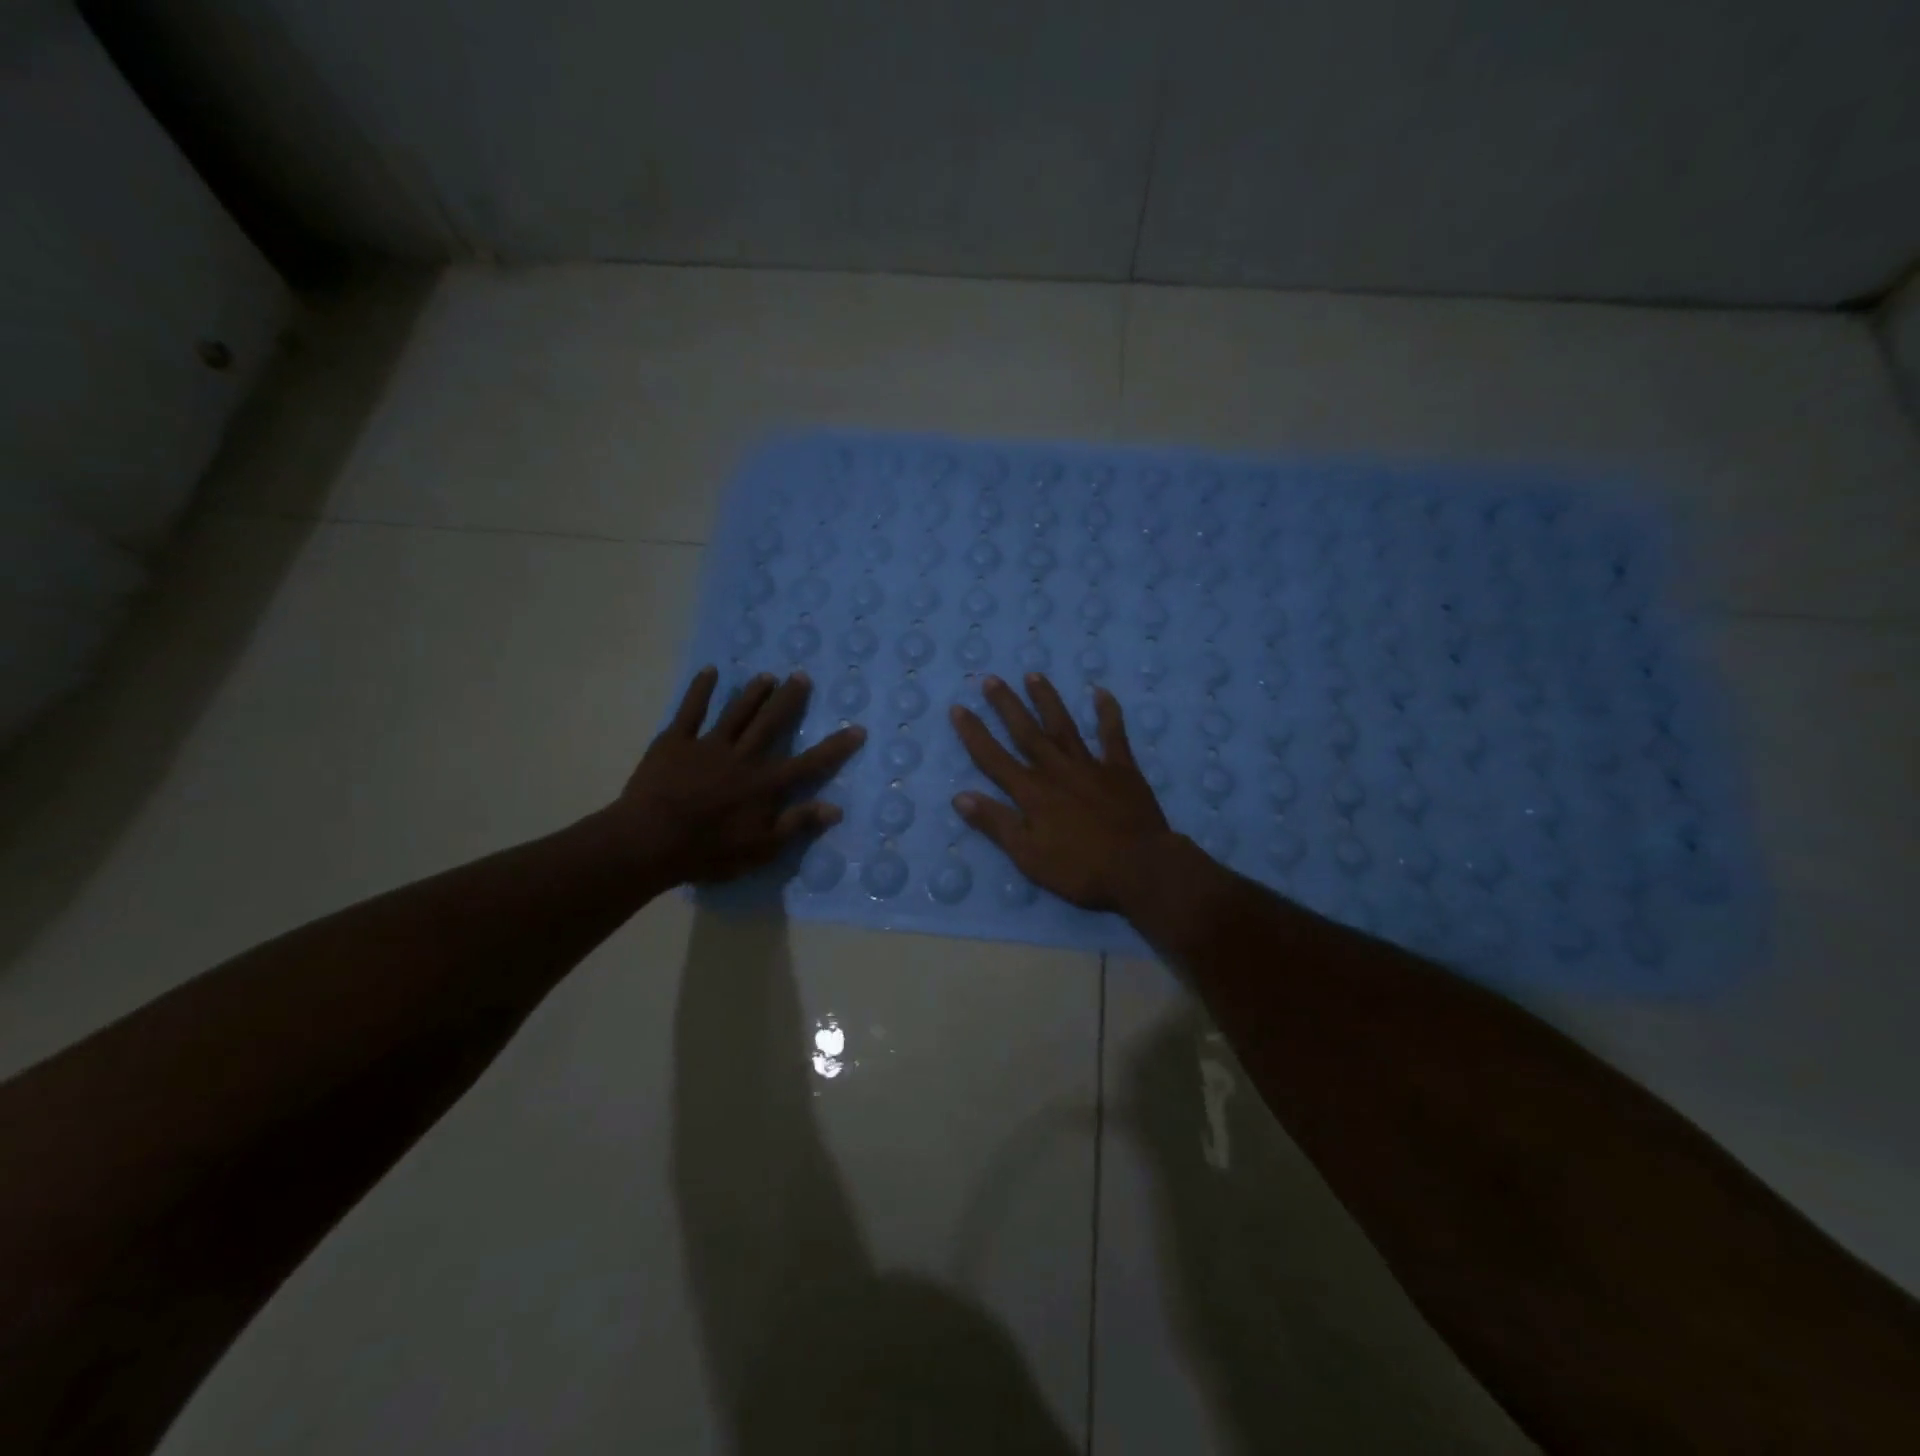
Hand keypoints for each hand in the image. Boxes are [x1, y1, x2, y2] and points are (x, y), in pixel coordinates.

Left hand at [612, 666, 863, 884]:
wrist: (649, 841)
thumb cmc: (707, 852)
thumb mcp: (761, 849)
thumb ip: (797, 825)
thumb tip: (835, 808)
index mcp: (765, 784)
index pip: (809, 763)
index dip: (835, 747)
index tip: (857, 729)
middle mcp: (743, 757)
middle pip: (771, 724)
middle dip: (789, 701)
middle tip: (801, 677)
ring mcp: (708, 746)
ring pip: (737, 712)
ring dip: (753, 693)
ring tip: (767, 677)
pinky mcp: (675, 742)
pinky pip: (691, 711)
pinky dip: (700, 690)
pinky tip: (710, 673)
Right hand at [949, 673, 1176, 911]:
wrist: (1140, 867)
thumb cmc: (1080, 869)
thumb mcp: (1028, 855)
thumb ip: (996, 823)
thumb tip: (960, 796)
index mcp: (1032, 792)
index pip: (994, 758)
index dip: (974, 734)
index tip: (958, 708)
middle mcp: (1056, 770)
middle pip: (1026, 732)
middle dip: (1006, 706)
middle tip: (990, 679)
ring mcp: (1090, 766)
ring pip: (1063, 726)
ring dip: (1046, 700)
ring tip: (1033, 674)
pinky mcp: (1121, 769)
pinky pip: (1113, 735)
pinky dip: (1107, 713)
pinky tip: (1100, 692)